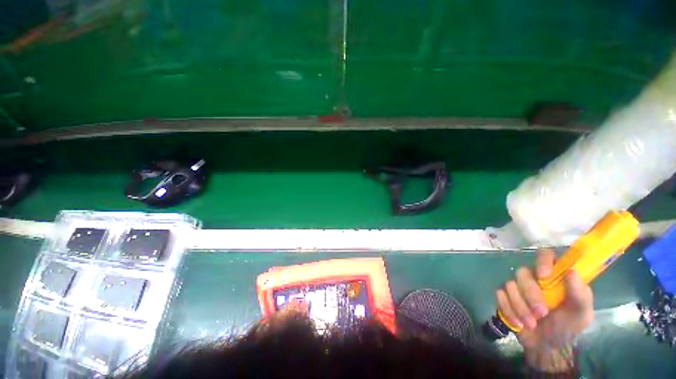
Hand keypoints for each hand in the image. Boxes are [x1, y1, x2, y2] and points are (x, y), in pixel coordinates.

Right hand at [495, 249, 593, 371]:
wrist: (546, 347)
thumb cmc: (567, 327)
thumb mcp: (581, 314)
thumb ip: (580, 294)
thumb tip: (572, 271)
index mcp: (554, 277)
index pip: (545, 255)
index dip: (542, 261)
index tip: (543, 275)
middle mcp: (533, 278)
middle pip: (523, 273)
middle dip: (530, 295)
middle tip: (541, 313)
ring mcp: (517, 287)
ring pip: (510, 286)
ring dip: (520, 307)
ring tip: (531, 323)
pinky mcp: (504, 296)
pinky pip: (500, 296)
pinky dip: (509, 311)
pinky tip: (518, 323)